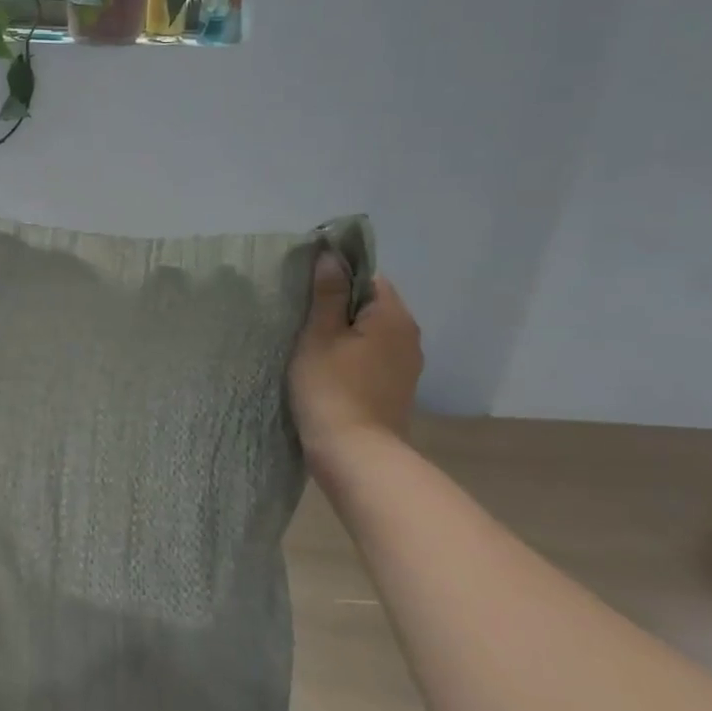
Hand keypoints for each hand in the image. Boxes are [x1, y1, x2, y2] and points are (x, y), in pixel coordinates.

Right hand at [288, 253, 421, 450]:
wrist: (355, 454)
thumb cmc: (331, 388)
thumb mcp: (319, 336)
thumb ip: (327, 294)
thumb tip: (331, 256)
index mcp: (393, 317)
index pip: (369, 277)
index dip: (338, 277)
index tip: (308, 290)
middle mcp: (409, 336)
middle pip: (372, 304)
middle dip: (340, 306)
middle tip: (303, 316)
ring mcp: (406, 365)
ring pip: (372, 332)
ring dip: (346, 332)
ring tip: (311, 342)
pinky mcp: (396, 388)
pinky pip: (374, 356)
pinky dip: (353, 354)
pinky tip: (328, 367)